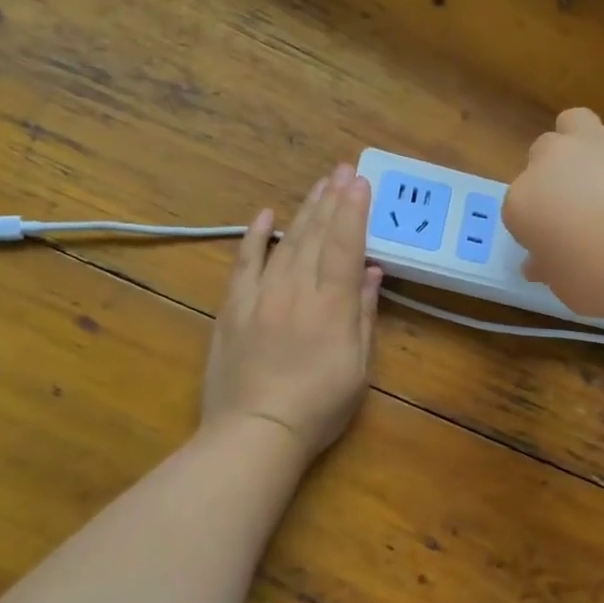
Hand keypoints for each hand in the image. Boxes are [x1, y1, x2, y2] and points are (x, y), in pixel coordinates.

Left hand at [201, 162, 382, 464]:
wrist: (254, 432)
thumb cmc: (318, 408)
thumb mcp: (357, 368)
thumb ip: (363, 315)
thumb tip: (371, 272)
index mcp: (332, 306)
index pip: (346, 245)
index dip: (354, 211)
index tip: (360, 181)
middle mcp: (297, 290)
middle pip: (316, 235)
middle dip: (332, 199)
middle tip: (343, 170)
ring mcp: (261, 295)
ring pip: (286, 242)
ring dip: (304, 210)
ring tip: (319, 184)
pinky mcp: (233, 307)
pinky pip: (244, 262)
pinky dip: (254, 236)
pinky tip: (265, 213)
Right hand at [503, 108, 603, 326]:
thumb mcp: (569, 291)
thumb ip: (551, 269)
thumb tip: (541, 261)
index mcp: (524, 200)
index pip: (517, 212)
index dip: (536, 234)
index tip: (556, 255)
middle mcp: (554, 162)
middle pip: (541, 158)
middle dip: (552, 181)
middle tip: (576, 217)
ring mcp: (600, 145)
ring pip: (575, 129)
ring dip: (582, 153)